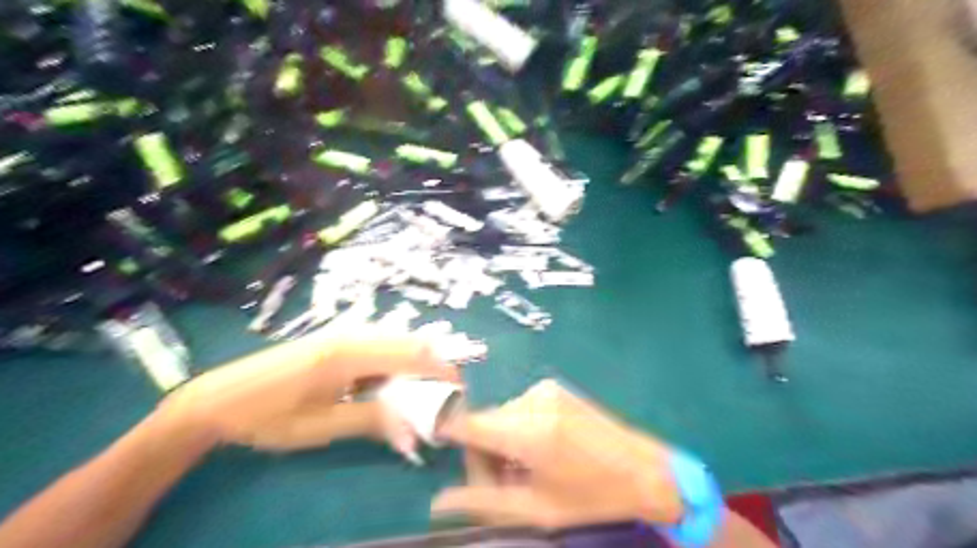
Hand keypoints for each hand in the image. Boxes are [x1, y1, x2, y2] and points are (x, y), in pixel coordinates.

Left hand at [156, 330, 458, 462]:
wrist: (219, 398)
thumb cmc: (268, 416)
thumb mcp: (322, 426)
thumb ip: (373, 419)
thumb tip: (416, 425)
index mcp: (350, 354)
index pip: (412, 355)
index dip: (441, 370)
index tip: (460, 389)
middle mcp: (352, 334)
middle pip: (409, 341)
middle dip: (433, 364)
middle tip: (443, 394)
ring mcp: (343, 333)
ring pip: (395, 341)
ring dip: (414, 363)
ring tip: (420, 392)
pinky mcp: (335, 339)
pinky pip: (378, 345)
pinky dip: (394, 362)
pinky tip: (388, 383)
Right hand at [430, 382, 680, 525]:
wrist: (643, 469)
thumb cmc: (591, 497)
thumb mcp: (535, 509)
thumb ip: (482, 503)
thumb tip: (437, 504)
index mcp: (526, 431)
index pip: (465, 422)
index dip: (445, 432)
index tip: (441, 450)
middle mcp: (531, 401)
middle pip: (483, 423)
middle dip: (482, 455)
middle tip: (501, 485)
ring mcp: (544, 389)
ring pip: (500, 416)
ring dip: (501, 444)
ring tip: (524, 471)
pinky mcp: (553, 388)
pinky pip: (519, 408)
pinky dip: (518, 429)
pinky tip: (537, 450)